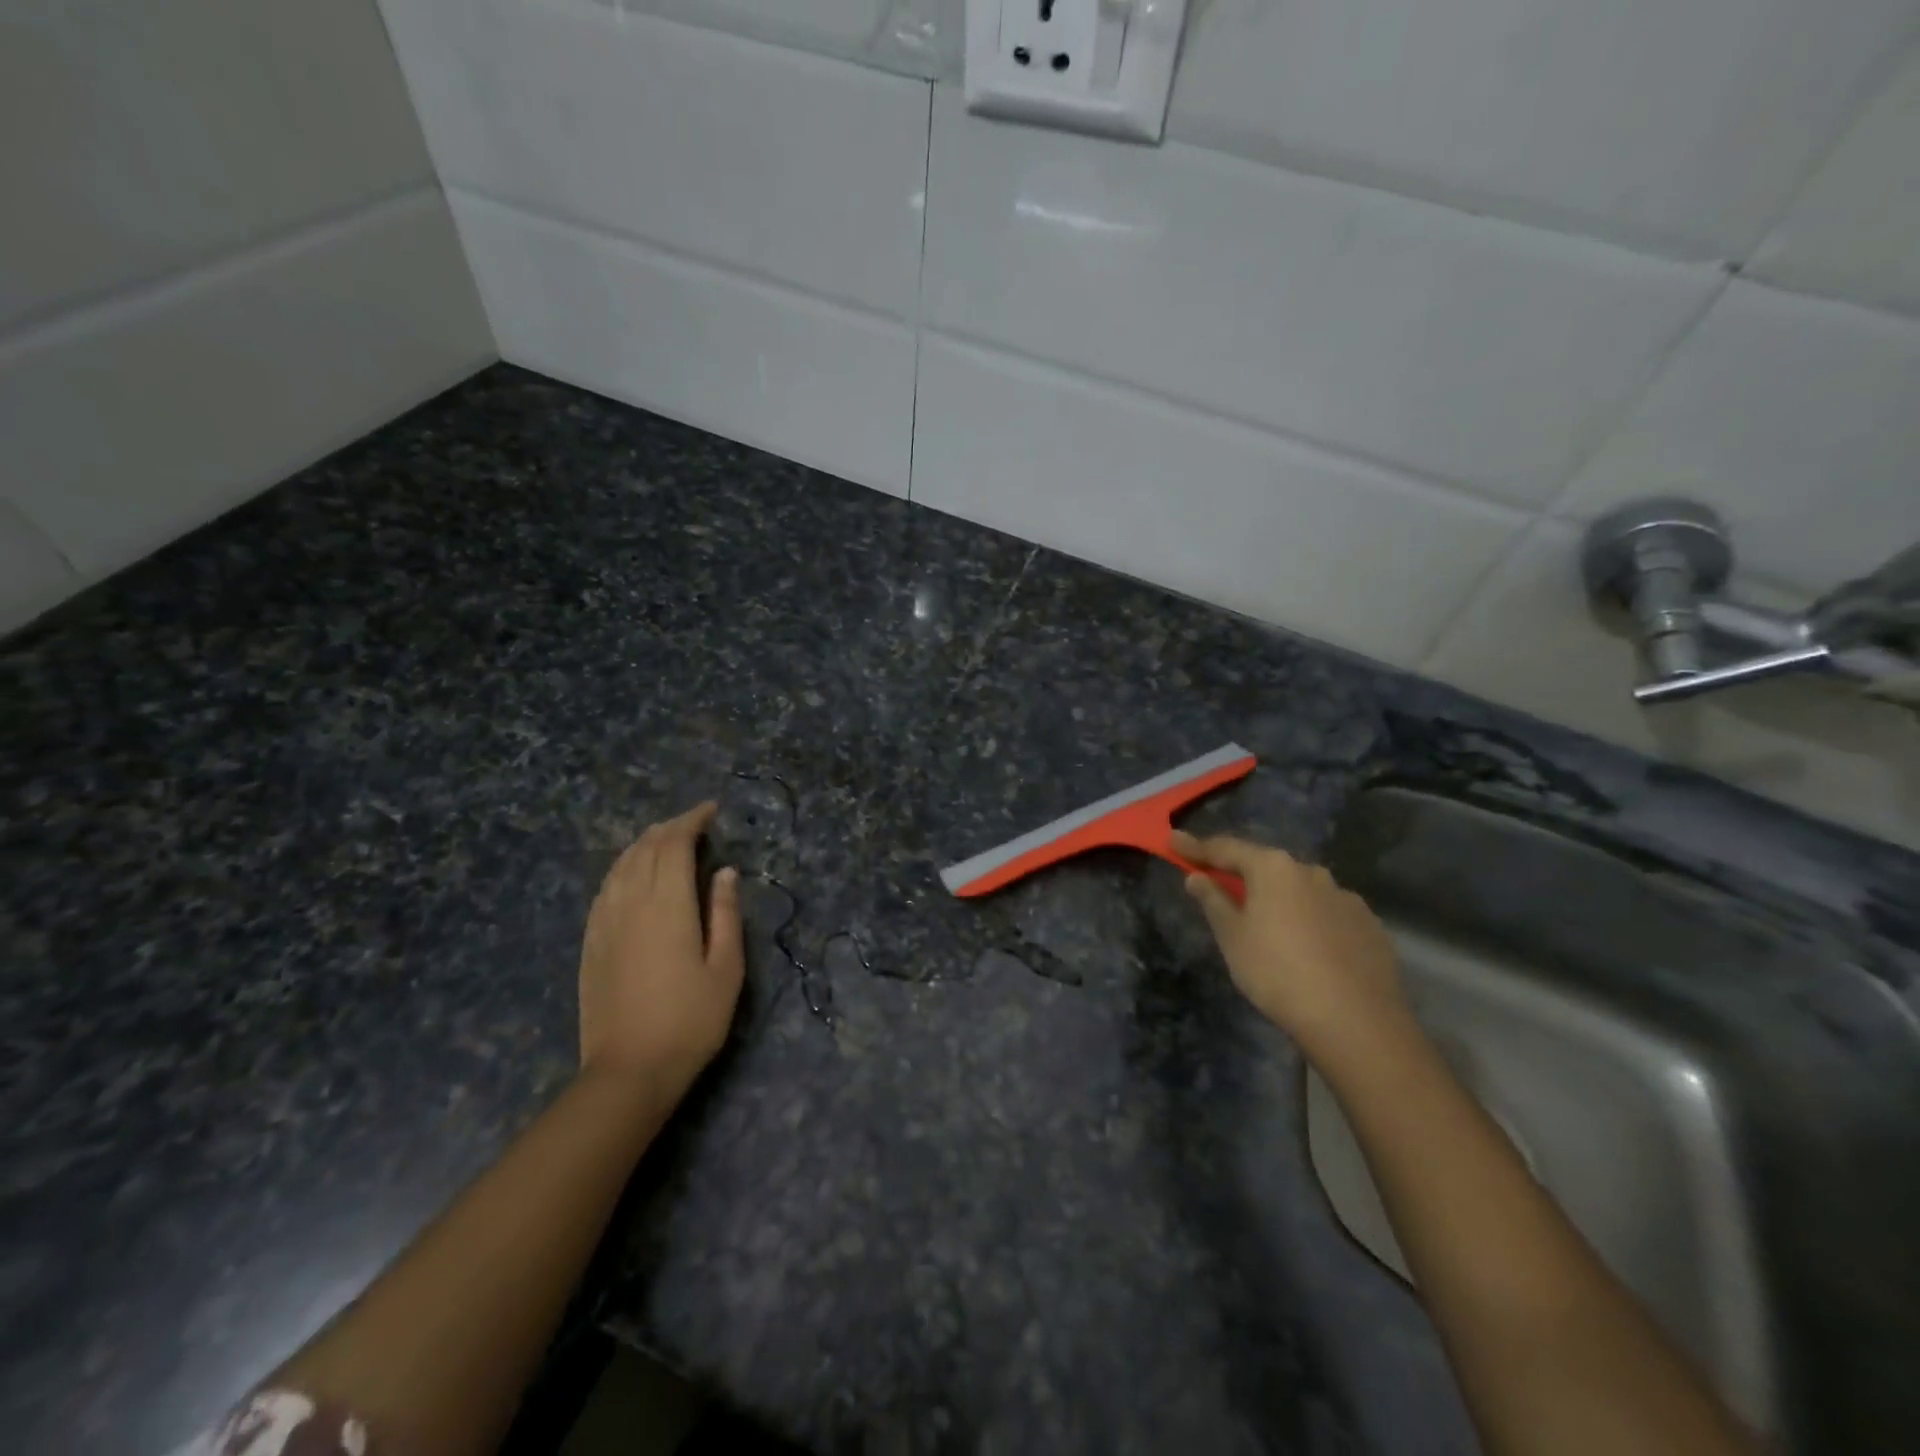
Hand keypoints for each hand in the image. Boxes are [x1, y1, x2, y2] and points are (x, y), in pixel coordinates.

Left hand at [579, 802, 743, 1093]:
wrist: (629, 1070)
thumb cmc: (691, 1020)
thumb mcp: (727, 968)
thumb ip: (726, 914)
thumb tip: (725, 872)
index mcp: (668, 905)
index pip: (675, 844)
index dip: (692, 820)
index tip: (711, 810)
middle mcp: (631, 902)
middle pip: (645, 847)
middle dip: (670, 827)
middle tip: (694, 822)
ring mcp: (605, 922)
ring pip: (620, 864)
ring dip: (644, 843)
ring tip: (665, 839)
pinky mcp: (591, 941)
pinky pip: (605, 888)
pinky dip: (623, 868)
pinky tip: (632, 874)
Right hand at [1171, 830, 1410, 1068]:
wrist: (1356, 1022)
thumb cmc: (1278, 972)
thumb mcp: (1232, 938)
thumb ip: (1213, 901)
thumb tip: (1197, 876)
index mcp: (1273, 868)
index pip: (1225, 848)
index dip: (1196, 847)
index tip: (1173, 841)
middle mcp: (1311, 872)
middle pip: (1266, 866)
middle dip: (1241, 873)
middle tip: (1219, 883)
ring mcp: (1345, 898)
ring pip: (1300, 890)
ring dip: (1279, 898)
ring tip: (1267, 923)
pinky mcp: (1369, 926)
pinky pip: (1327, 914)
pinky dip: (1309, 920)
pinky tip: (1307, 947)